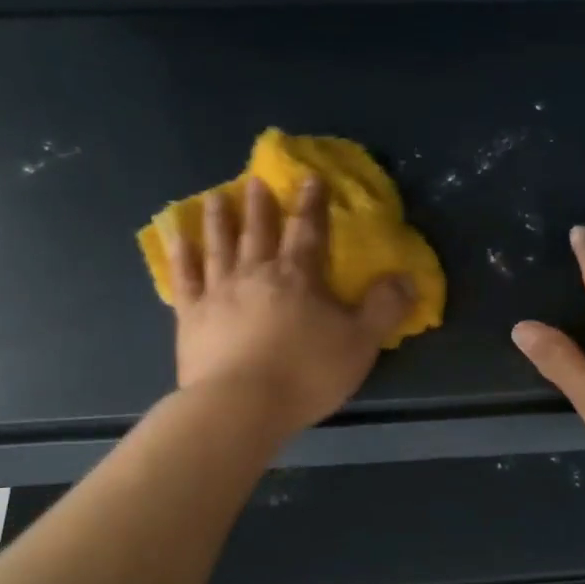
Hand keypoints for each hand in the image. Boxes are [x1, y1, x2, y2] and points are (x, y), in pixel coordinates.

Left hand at [160, 175, 413, 437]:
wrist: (241, 405)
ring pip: (219, 246)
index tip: (309, 178)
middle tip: (255, 179)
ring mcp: (219, 293)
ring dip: (219, 220)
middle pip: (258, 232)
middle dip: (261, 205)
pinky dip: (181, 256)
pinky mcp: (191, 317)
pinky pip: (185, 279)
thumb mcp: (360, 343)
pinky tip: (177, 238)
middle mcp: (256, 274)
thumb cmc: (305, 374)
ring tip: (216, 196)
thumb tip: (407, 277)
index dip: (312, 204)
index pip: (308, 231)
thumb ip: (384, 308)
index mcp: (298, 277)